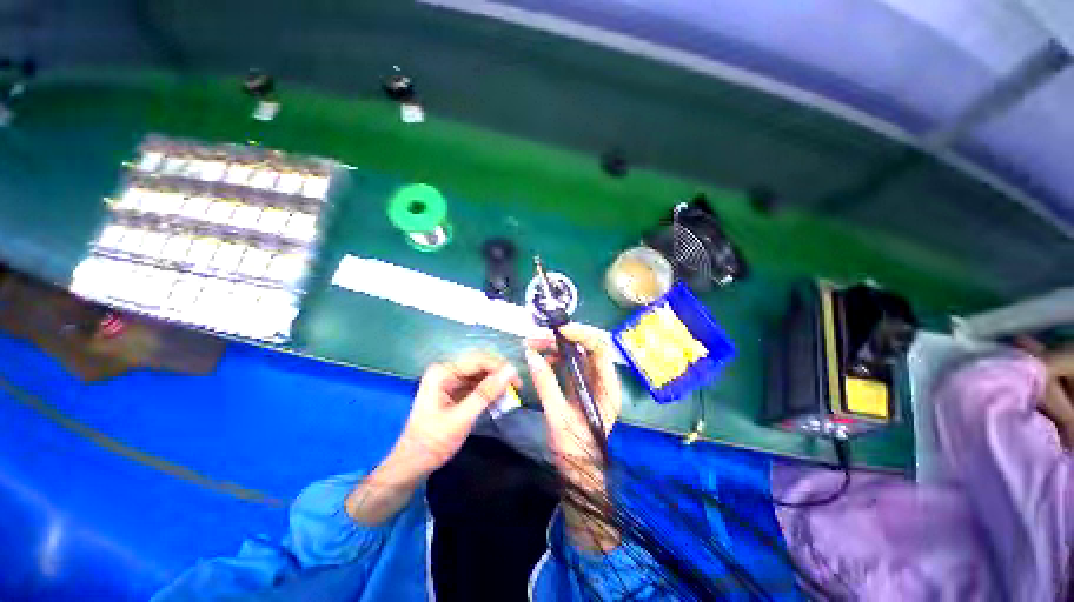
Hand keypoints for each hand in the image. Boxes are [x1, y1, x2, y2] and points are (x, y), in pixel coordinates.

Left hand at [347, 352, 518, 525]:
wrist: (412, 465)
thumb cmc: (433, 442)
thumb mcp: (461, 418)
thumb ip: (486, 393)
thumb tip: (510, 370)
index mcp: (443, 372)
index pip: (478, 360)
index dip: (500, 368)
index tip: (518, 382)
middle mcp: (447, 371)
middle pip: (480, 365)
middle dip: (499, 375)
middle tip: (517, 388)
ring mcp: (450, 381)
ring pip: (481, 375)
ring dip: (496, 384)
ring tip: (510, 397)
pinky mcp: (455, 391)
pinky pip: (477, 385)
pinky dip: (489, 392)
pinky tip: (499, 401)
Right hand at [525, 324, 621, 486]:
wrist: (579, 473)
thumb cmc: (575, 449)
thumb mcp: (558, 416)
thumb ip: (546, 384)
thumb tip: (531, 355)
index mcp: (607, 386)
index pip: (599, 349)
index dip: (580, 335)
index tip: (558, 331)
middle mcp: (602, 380)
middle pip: (584, 348)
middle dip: (560, 340)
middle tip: (535, 339)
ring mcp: (590, 383)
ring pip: (575, 355)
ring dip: (554, 348)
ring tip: (532, 347)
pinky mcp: (579, 387)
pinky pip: (568, 365)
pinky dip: (554, 359)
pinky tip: (541, 360)